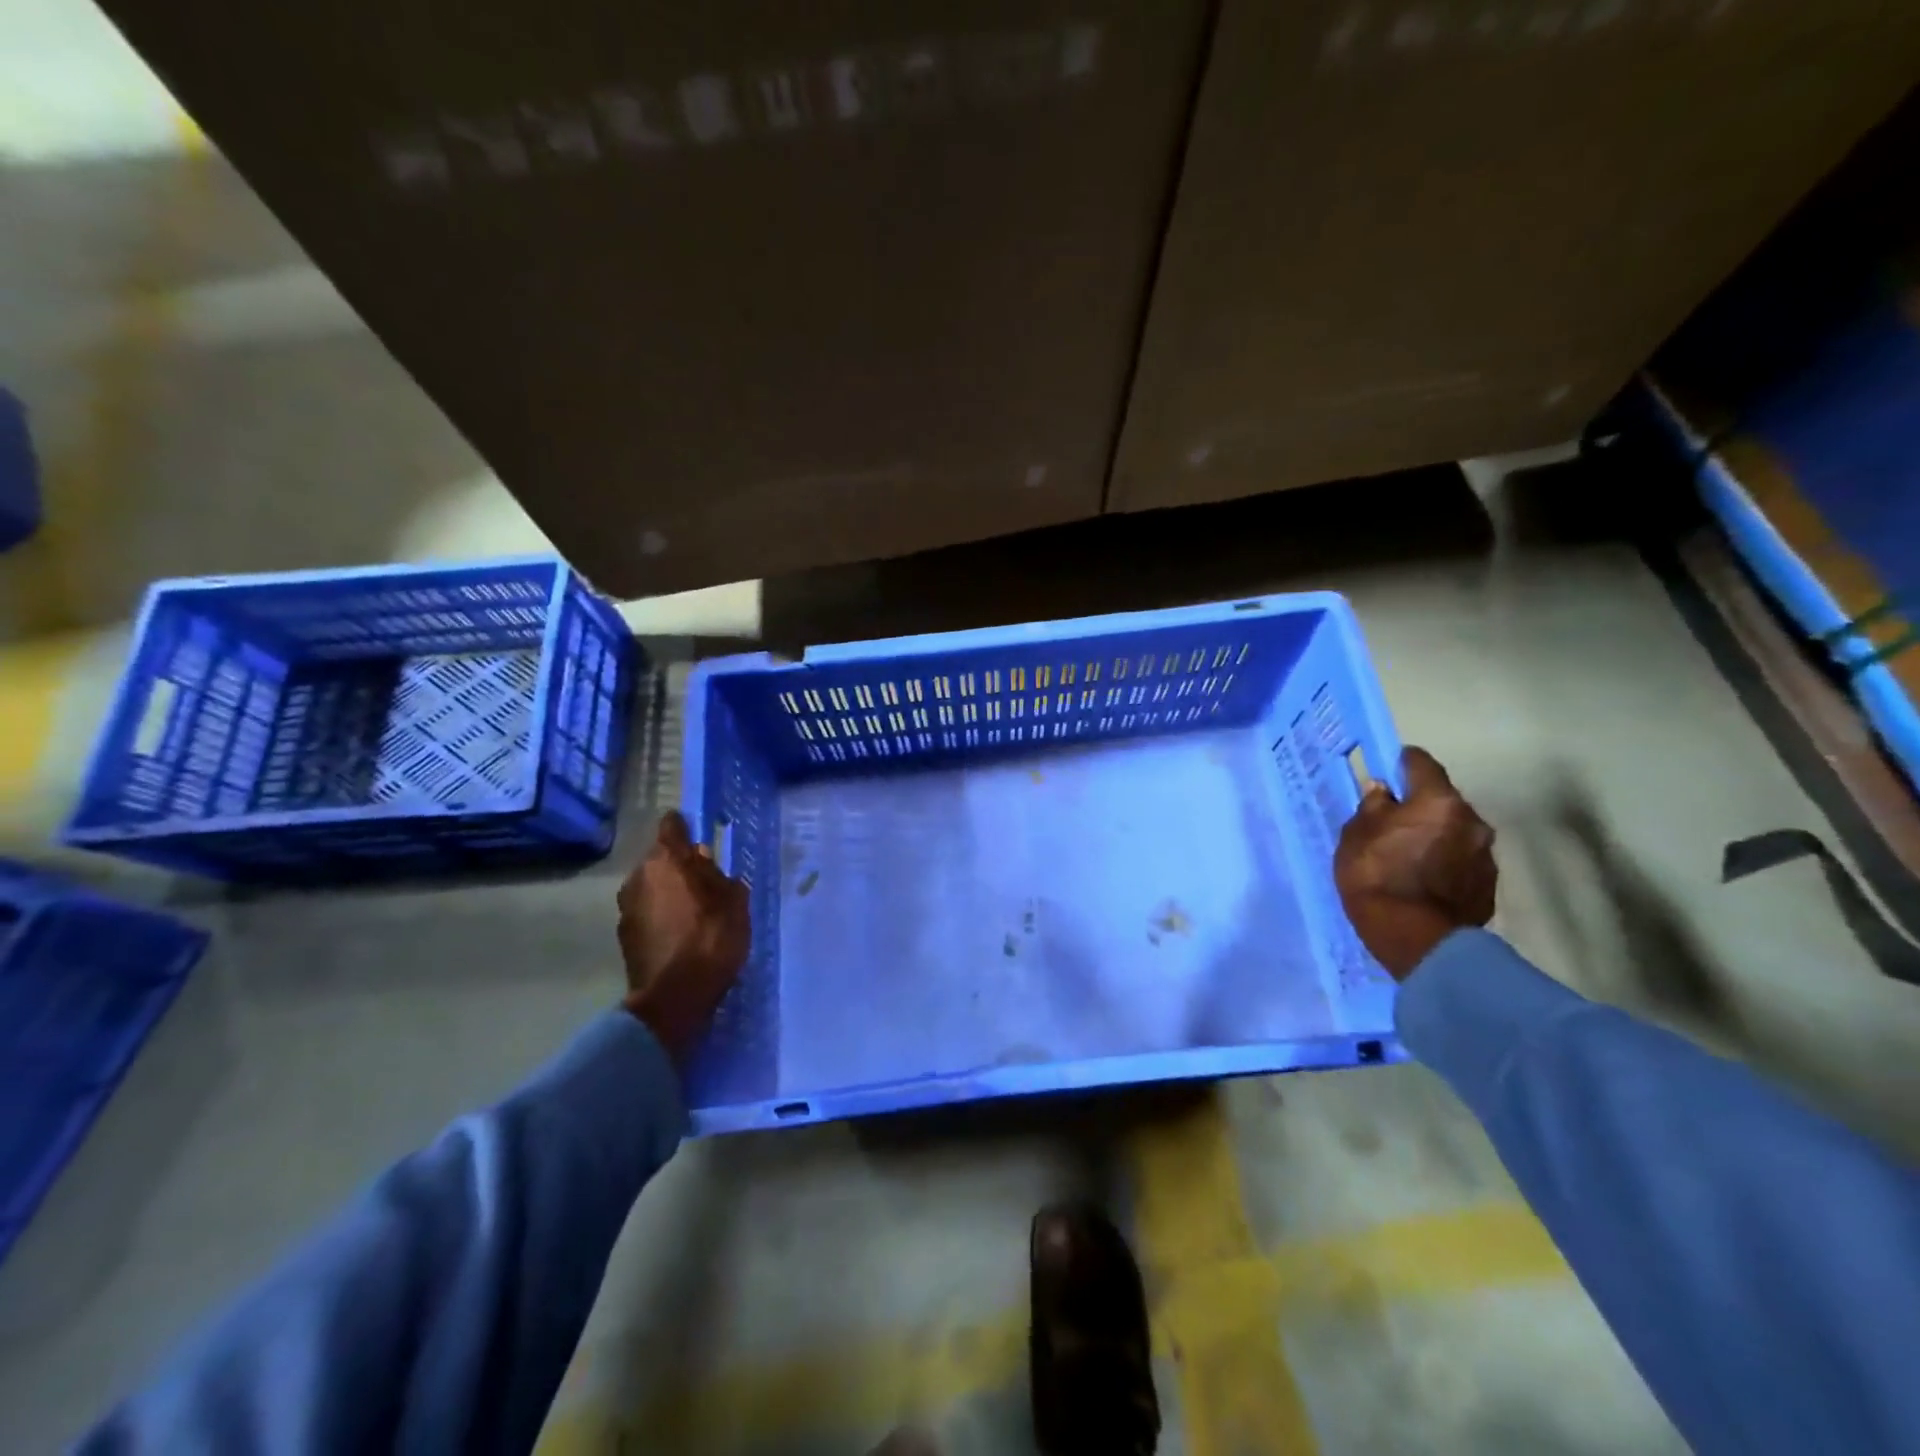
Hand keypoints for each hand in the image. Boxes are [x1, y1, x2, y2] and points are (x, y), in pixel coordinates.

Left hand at [618, 811, 750, 1062]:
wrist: (675, 997)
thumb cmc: (712, 938)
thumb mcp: (734, 901)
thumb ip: (718, 875)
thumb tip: (703, 862)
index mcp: (667, 859)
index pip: (671, 825)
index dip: (685, 827)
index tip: (699, 836)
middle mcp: (640, 875)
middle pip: (660, 858)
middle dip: (679, 865)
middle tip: (705, 881)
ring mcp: (627, 906)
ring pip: (651, 885)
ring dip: (668, 891)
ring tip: (693, 910)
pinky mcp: (624, 934)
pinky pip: (646, 911)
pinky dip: (660, 915)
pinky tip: (679, 933)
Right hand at [1334, 747, 1495, 980]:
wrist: (1416, 940)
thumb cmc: (1377, 877)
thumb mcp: (1356, 836)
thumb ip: (1372, 807)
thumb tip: (1383, 791)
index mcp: (1439, 801)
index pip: (1421, 763)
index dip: (1401, 763)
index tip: (1386, 769)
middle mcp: (1472, 820)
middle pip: (1442, 801)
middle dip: (1420, 806)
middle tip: (1393, 821)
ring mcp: (1485, 855)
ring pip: (1455, 832)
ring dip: (1435, 836)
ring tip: (1409, 856)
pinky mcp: (1489, 886)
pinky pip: (1462, 861)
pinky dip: (1445, 863)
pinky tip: (1425, 880)